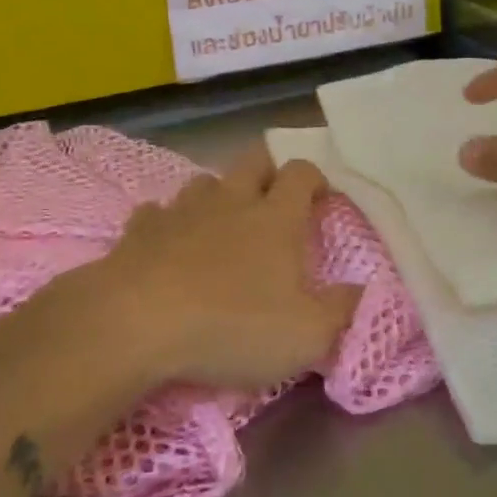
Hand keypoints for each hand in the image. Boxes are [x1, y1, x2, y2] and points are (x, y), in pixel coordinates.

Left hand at [97, 148, 359, 390]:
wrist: (134, 323)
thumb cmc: (231, 325)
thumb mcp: (305, 335)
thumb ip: (341, 311)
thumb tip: (362, 291)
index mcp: (275, 218)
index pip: (301, 173)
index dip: (315, 178)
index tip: (321, 198)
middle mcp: (230, 201)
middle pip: (253, 160)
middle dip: (268, 169)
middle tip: (275, 197)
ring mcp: (181, 211)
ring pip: (205, 182)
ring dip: (218, 194)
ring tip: (222, 221)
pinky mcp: (139, 230)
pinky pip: (157, 213)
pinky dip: (167, 223)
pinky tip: (167, 244)